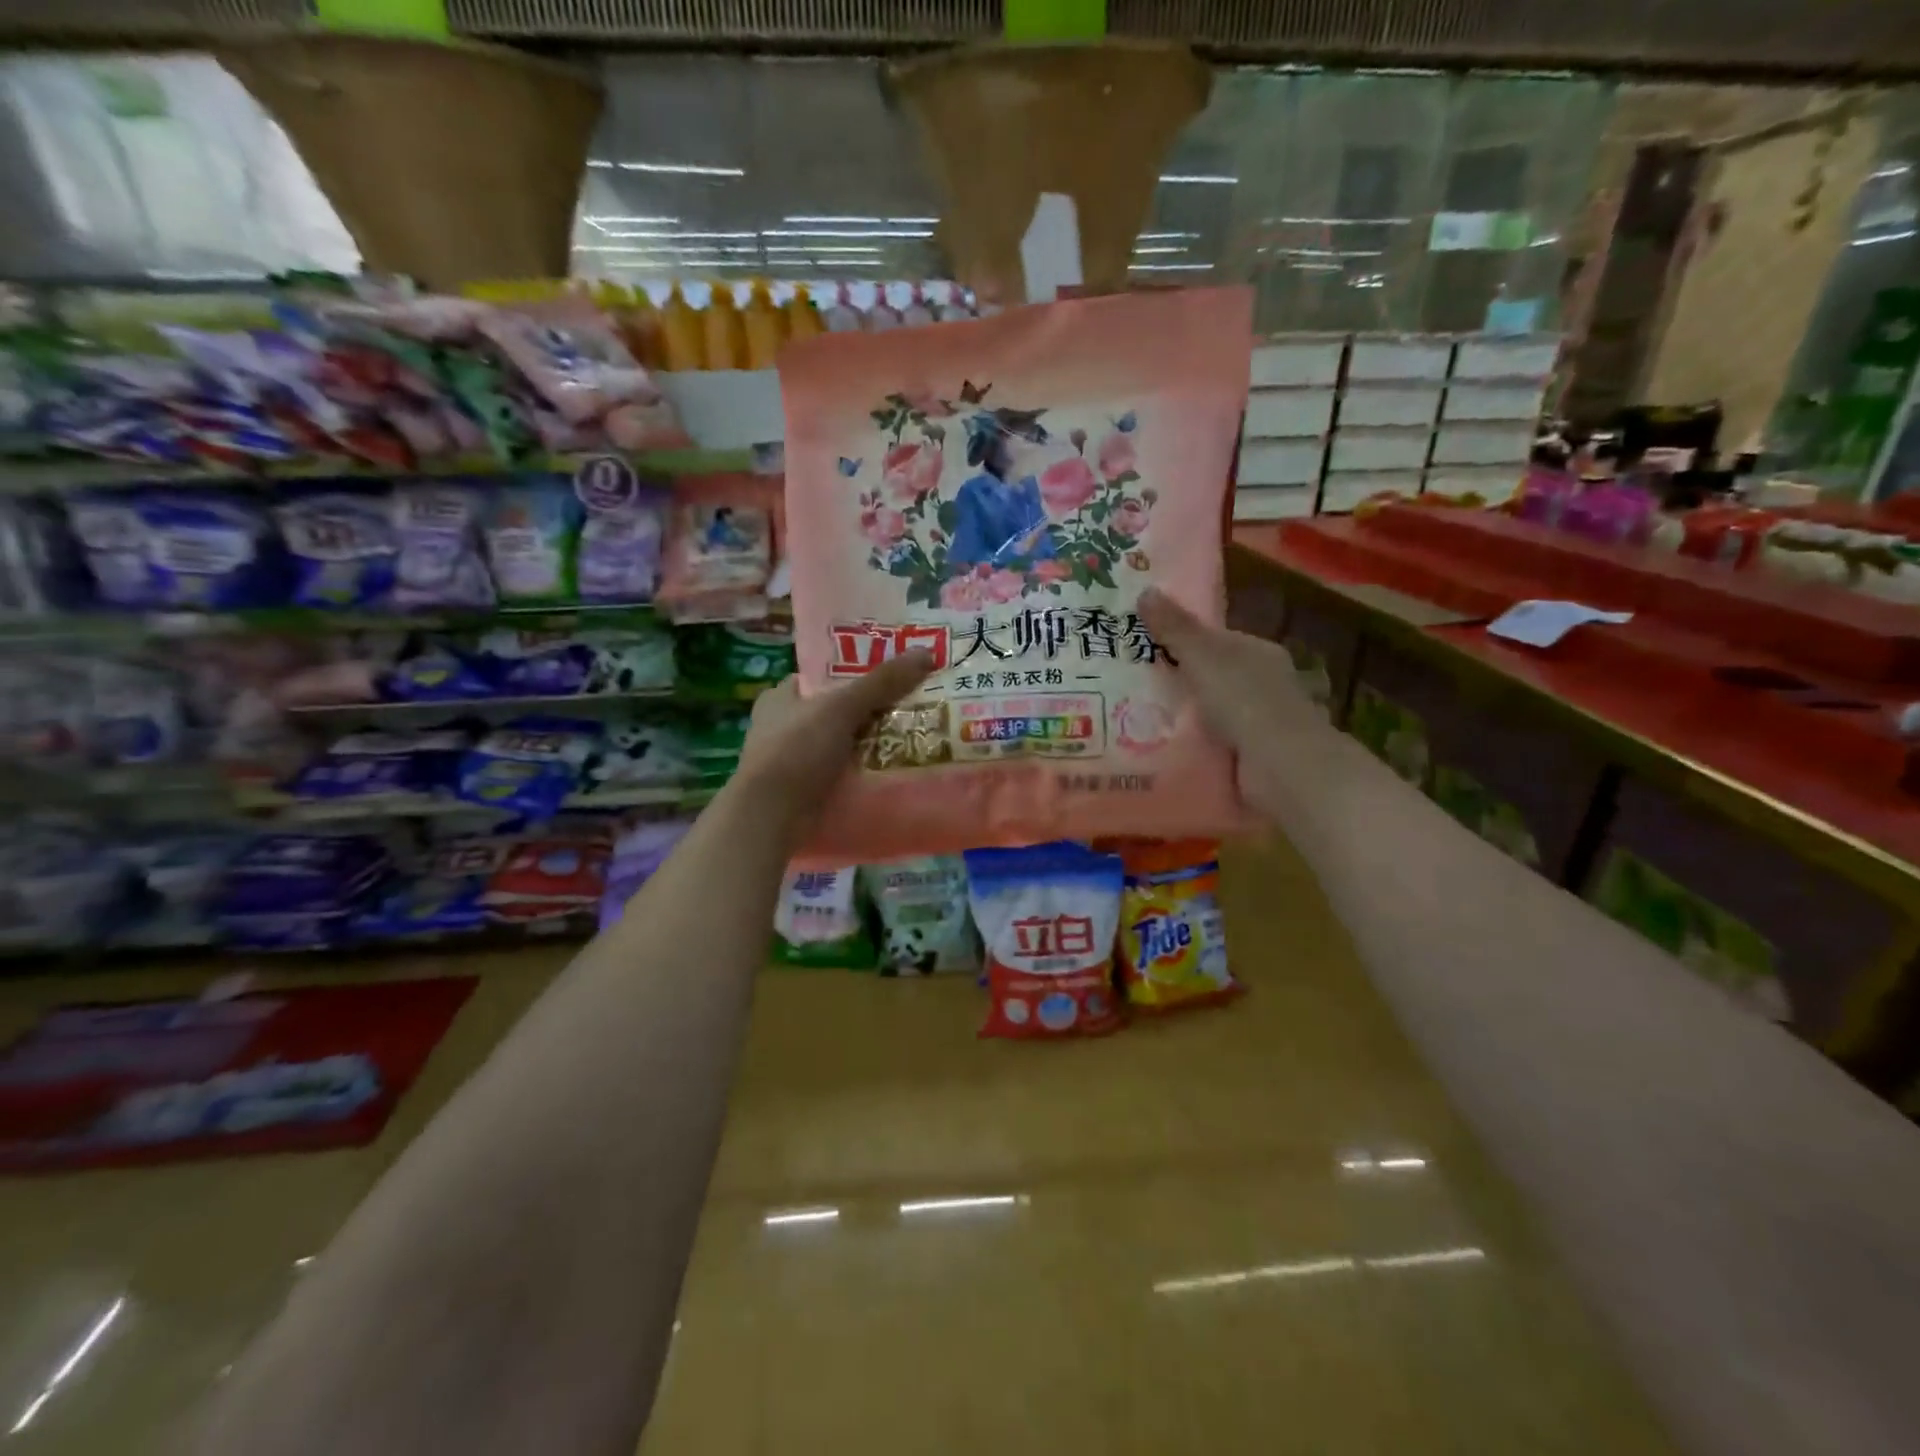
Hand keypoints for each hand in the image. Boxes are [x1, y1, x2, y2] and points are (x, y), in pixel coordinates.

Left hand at [732, 651, 934, 826]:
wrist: (770, 816)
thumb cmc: (797, 750)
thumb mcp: (841, 707)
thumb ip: (882, 682)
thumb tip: (926, 653)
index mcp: (780, 698)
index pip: (822, 678)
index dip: (854, 674)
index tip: (891, 676)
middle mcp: (781, 726)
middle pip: (835, 712)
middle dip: (868, 712)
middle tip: (910, 708)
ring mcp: (791, 762)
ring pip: (839, 745)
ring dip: (868, 746)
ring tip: (910, 740)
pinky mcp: (802, 791)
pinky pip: (839, 775)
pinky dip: (860, 774)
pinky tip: (889, 773)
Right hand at [1139, 587, 1330, 765]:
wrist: (1280, 765)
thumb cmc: (1243, 699)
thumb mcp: (1202, 655)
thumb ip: (1175, 627)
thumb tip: (1146, 589)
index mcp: (1259, 652)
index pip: (1218, 640)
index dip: (1184, 641)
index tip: (1146, 648)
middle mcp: (1265, 683)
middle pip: (1215, 676)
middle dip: (1182, 681)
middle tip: (1133, 686)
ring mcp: (1262, 722)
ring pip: (1215, 713)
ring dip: (1187, 717)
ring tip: (1138, 719)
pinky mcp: (1254, 756)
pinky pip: (1216, 744)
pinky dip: (1196, 745)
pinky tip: (1165, 748)